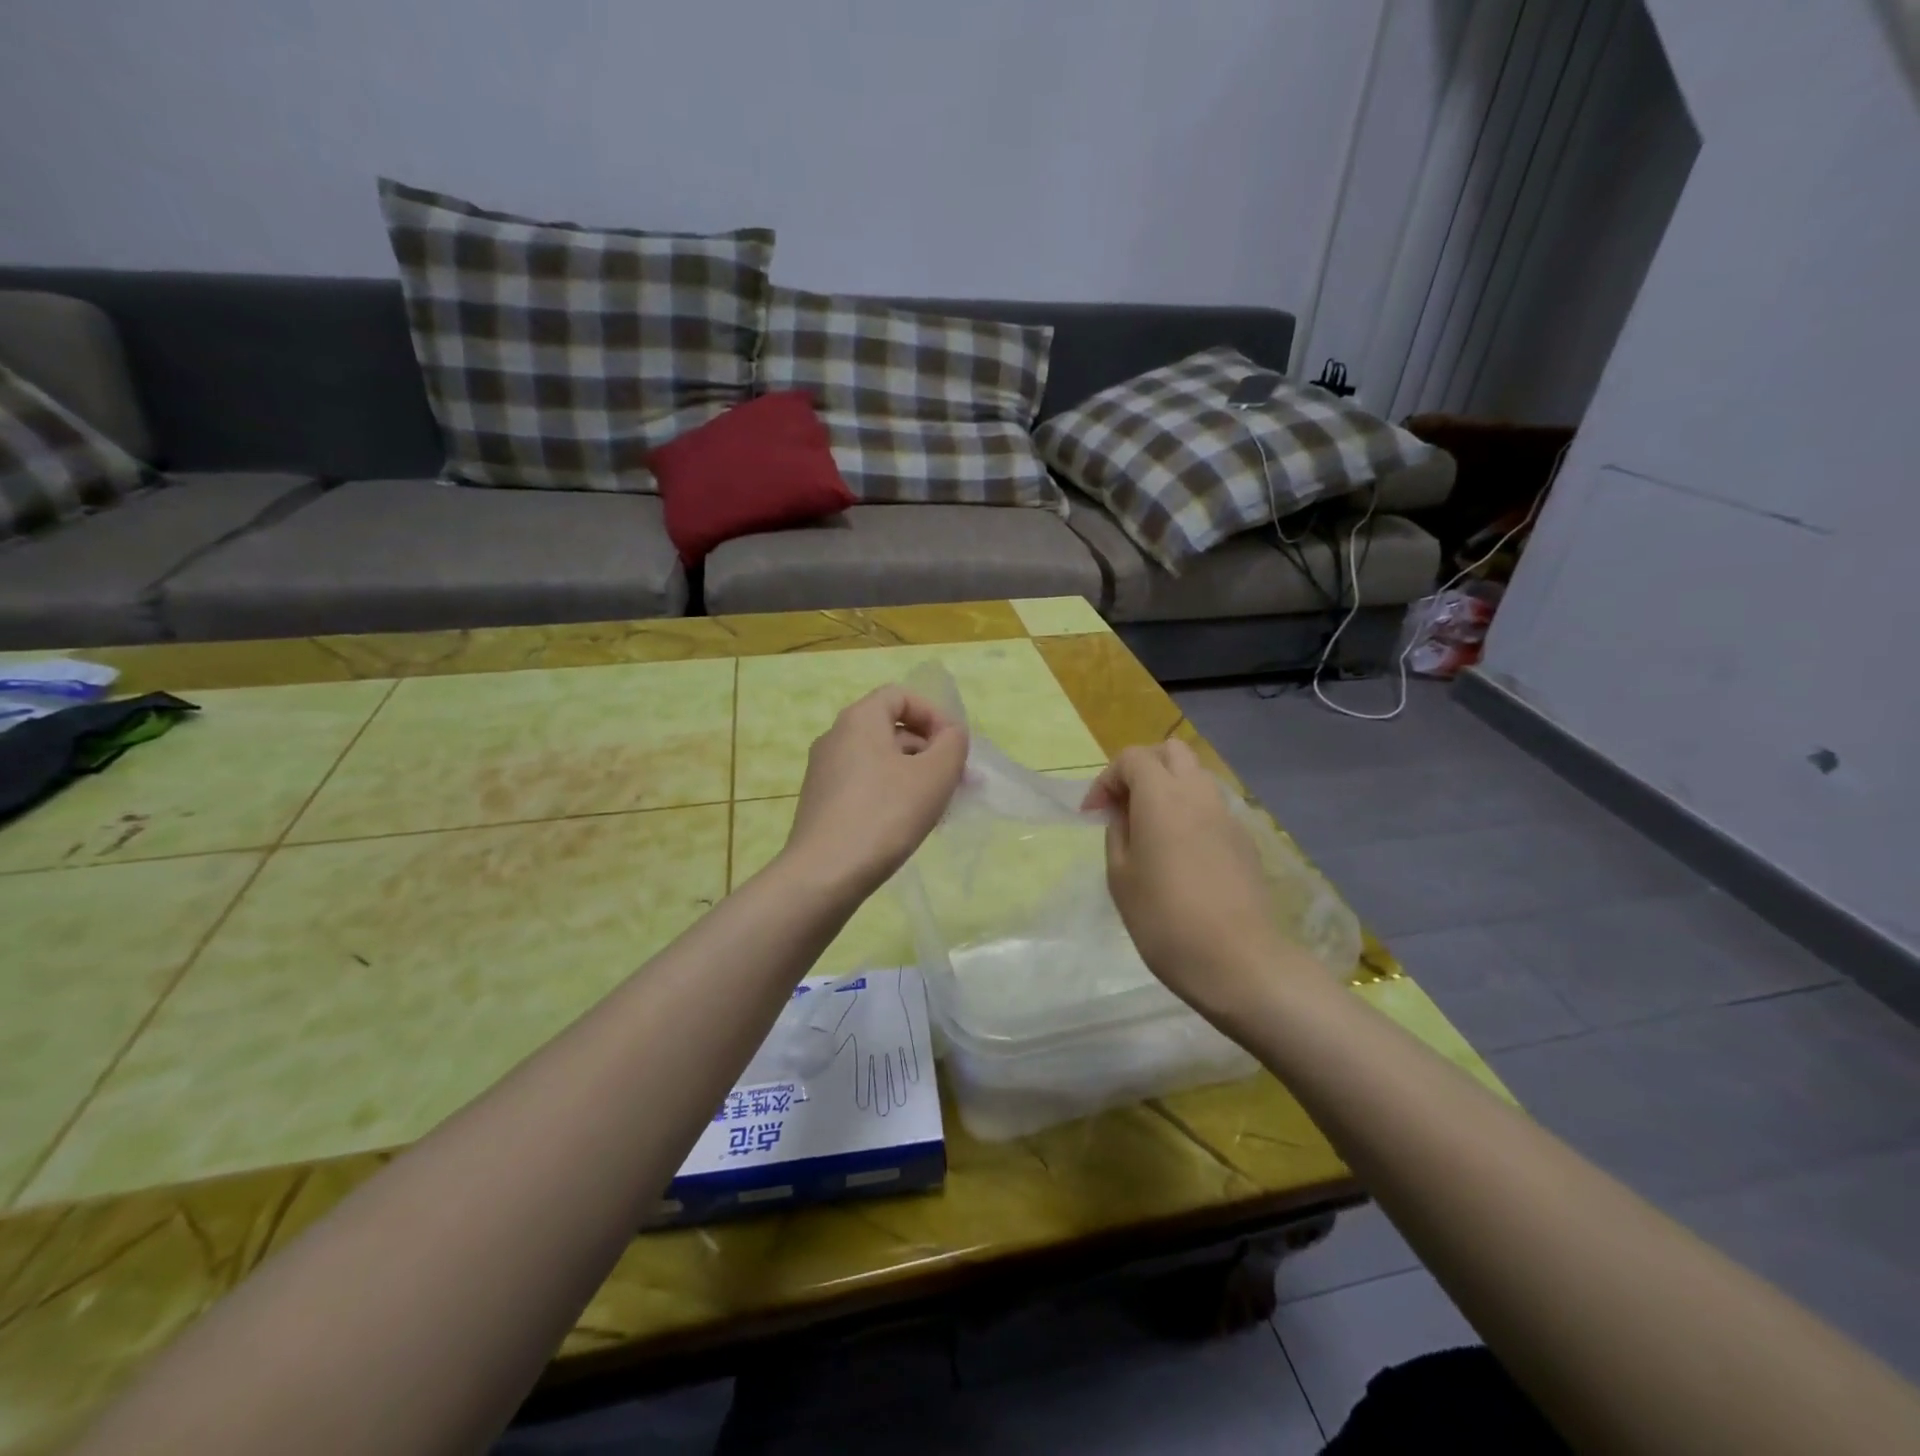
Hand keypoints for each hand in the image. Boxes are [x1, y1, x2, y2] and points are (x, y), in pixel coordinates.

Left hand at [783, 685, 967, 900]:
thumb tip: (950, 735)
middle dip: (929, 750)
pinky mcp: (821, 803)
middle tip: (956, 782)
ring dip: (914, 776)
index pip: (901, 696)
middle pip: (891, 729)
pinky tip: (908, 826)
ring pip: (880, 761)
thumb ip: (952, 744)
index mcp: (859, 719)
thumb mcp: (935, 775)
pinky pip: (865, 785)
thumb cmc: (885, 814)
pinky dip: (891, 795)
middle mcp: (835, 737)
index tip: (954, 747)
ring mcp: (824, 772)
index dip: (934, 714)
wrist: (825, 874)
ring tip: (938, 809)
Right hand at [1081, 740, 1303, 1025]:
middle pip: (1171, 752)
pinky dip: (1191, 811)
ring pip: (1196, 776)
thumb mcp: (1121, 878)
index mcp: (1162, 797)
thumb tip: (1124, 817)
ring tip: (1151, 827)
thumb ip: (1118, 835)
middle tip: (1124, 805)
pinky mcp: (1245, 839)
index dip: (1106, 780)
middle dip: (1142, 768)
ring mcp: (1227, 815)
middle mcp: (1198, 794)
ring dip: (1169, 787)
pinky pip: (1212, 807)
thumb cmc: (1165, 920)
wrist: (1239, 961)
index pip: (1132, 758)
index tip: (1094, 815)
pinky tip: (1182, 851)